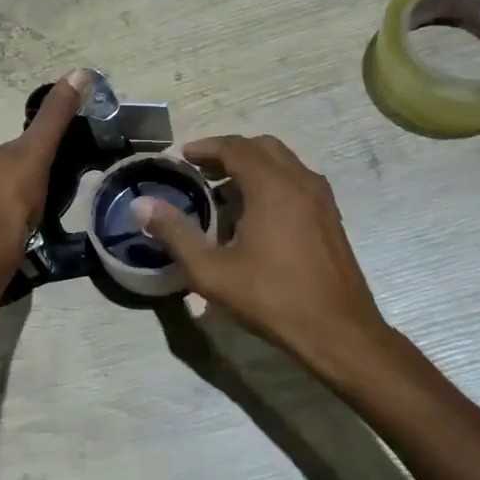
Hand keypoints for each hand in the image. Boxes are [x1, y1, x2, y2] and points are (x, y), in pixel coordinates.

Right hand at [134, 135, 391, 380]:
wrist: (338, 331)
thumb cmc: (271, 298)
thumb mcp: (211, 271)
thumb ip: (175, 233)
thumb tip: (142, 205)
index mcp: (272, 186)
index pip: (235, 147)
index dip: (206, 147)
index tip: (182, 157)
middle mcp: (300, 181)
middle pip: (262, 147)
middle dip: (229, 153)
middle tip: (201, 171)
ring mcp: (321, 199)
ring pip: (283, 163)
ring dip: (252, 167)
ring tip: (223, 193)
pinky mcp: (331, 217)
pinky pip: (296, 182)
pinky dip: (272, 183)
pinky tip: (254, 217)